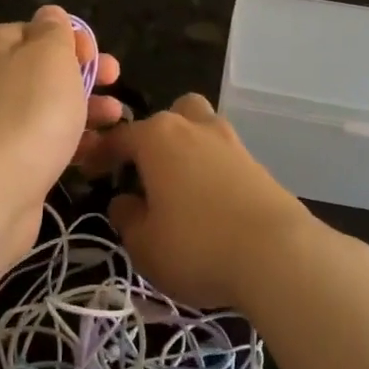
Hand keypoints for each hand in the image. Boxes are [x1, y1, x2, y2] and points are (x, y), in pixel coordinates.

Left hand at [0, 7, 122, 261]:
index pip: (38, 31)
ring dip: (86, 109)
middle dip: (86, 75)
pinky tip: (99, 151)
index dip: (73, 40)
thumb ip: (55, 30)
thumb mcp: (49, 54)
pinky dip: (73, 142)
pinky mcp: (7, 161)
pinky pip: (46, 141)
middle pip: (46, 70)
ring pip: (49, 107)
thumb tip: (50, 15)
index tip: (98, 58)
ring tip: (116, 118)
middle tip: (116, 81)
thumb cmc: (28, 111)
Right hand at [88, 94, 316, 308]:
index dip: (101, 154)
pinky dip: (212, 169)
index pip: (120, 136)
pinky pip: (224, 156)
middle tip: (147, 172)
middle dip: (156, 137)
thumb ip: (127, 218)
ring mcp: (231, 142)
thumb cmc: (197, 245)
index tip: (90, 172)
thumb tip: (124, 201)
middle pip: (171, 115)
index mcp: (158, 137)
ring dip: (188, 148)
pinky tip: (211, 202)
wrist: (278, 253)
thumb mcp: (144, 244)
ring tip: (180, 187)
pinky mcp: (258, 164)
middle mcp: (195, 127)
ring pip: (202, 128)